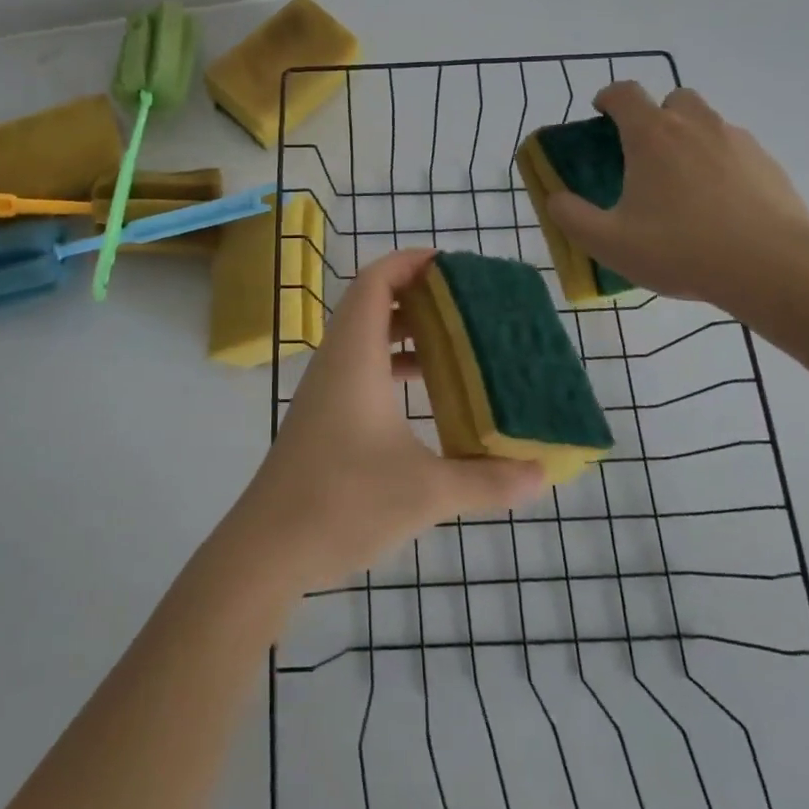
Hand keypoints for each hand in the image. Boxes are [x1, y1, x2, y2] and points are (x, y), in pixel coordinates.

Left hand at [237, 249, 544, 590]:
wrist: (267, 547)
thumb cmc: (343, 502)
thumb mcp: (426, 492)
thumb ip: (486, 480)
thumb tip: (540, 473)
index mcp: (355, 356)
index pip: (375, 282)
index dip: (409, 262)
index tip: (451, 263)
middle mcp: (337, 361)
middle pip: (371, 302)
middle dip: (417, 293)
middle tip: (466, 302)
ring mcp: (326, 388)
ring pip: (365, 336)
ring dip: (405, 330)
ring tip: (455, 339)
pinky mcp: (323, 415)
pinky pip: (360, 366)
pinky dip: (393, 363)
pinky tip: (426, 392)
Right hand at [548, 83, 808, 307]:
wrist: (772, 267)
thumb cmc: (681, 249)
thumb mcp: (609, 242)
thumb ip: (572, 217)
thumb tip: (555, 198)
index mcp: (652, 135)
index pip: (624, 93)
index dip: (608, 98)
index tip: (601, 116)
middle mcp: (694, 125)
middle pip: (672, 99)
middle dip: (656, 116)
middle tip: (646, 155)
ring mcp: (737, 140)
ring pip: (707, 122)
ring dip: (690, 138)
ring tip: (685, 185)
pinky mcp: (768, 163)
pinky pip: (735, 150)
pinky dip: (722, 164)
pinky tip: (721, 205)